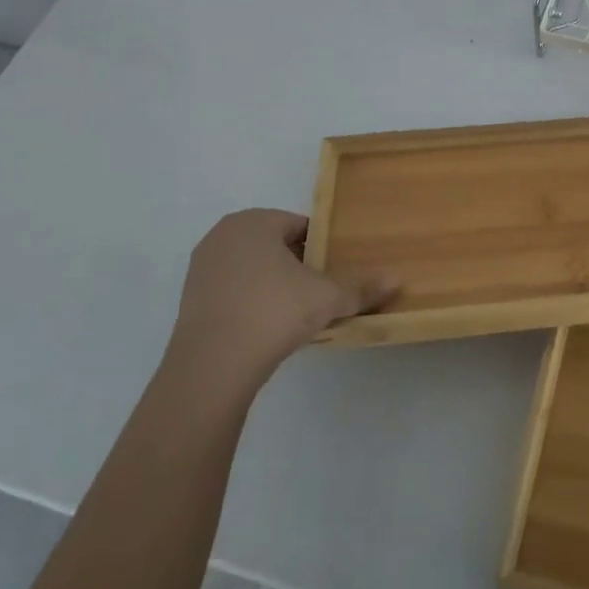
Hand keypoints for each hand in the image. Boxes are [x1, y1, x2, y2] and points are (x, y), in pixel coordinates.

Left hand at [165, 210, 397, 383]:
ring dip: (276, 283)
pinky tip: (269, 326)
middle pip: (276, 245)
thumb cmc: (273, 313)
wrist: (212, 367)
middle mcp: (224, 235)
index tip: (337, 270)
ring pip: (254, 268)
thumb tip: (398, 280)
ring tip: (299, 311)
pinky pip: (234, 289)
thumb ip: (361, 288)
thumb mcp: (327, 298)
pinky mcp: (190, 298)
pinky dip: (253, 300)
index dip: (324, 247)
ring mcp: (202, 267)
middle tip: (322, 291)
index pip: (301, 226)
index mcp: (254, 222)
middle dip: (300, 265)